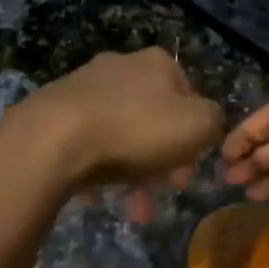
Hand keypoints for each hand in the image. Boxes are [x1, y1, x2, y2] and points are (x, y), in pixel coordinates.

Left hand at [8, 48, 223, 193]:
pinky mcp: (54, 110)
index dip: (195, 134)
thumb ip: (214, 120)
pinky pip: (88, 142)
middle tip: (163, 191)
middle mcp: (120, 65)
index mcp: (156, 62)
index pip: (189, 95)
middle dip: (163, 157)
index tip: (189, 170)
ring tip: (133, 205)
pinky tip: (99, 194)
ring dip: (133, 169)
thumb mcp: (199, 125)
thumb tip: (205, 123)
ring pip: (121, 131)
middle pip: (154, 116)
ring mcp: (83, 85)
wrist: (55, 139)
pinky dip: (99, 166)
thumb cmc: (137, 129)